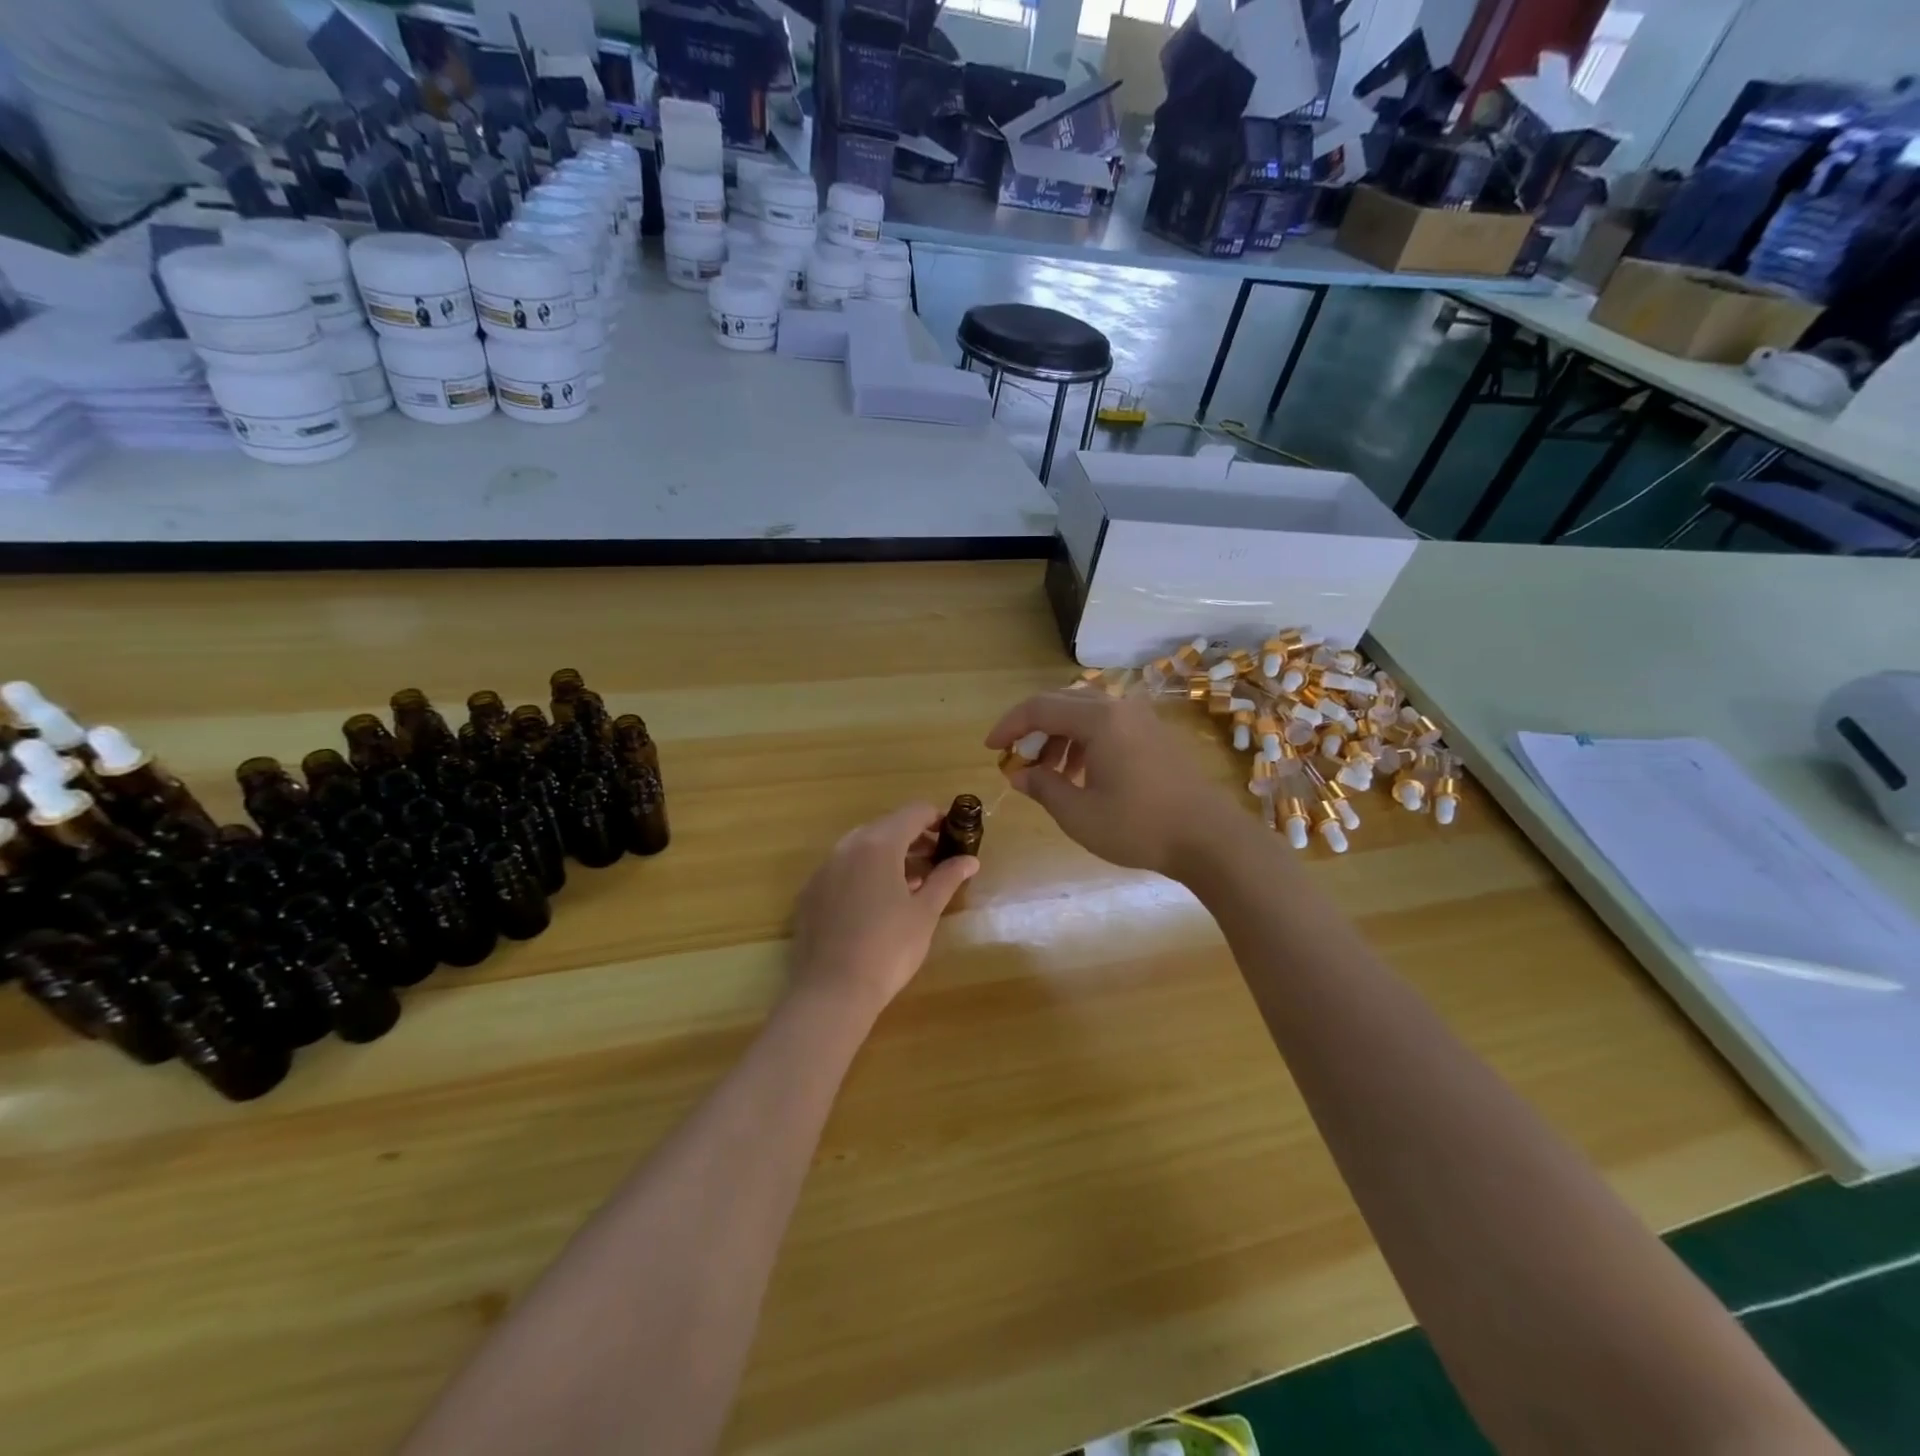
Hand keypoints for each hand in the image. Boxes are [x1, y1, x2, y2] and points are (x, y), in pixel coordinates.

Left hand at [787, 803, 977, 1016]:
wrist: (831, 991)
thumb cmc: (888, 948)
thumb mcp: (925, 913)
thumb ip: (947, 878)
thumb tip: (970, 859)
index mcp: (878, 844)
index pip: (913, 812)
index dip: (937, 818)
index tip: (955, 834)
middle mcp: (847, 847)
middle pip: (886, 827)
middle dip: (915, 838)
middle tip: (939, 860)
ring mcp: (824, 869)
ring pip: (863, 847)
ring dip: (890, 855)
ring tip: (914, 882)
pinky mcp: (810, 892)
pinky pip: (843, 869)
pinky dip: (865, 872)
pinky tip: (879, 901)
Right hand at [985, 690, 1244, 879]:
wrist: (1209, 839)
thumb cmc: (1139, 826)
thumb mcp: (1079, 814)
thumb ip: (1043, 787)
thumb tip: (1019, 774)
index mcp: (1099, 719)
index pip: (1039, 708)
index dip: (1010, 726)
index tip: (991, 749)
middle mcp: (1120, 708)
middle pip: (1063, 703)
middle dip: (1034, 729)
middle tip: (1018, 760)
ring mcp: (1142, 719)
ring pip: (1087, 714)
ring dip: (1060, 737)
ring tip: (1049, 774)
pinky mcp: (1155, 735)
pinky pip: (1109, 725)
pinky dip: (1085, 742)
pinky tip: (1082, 775)